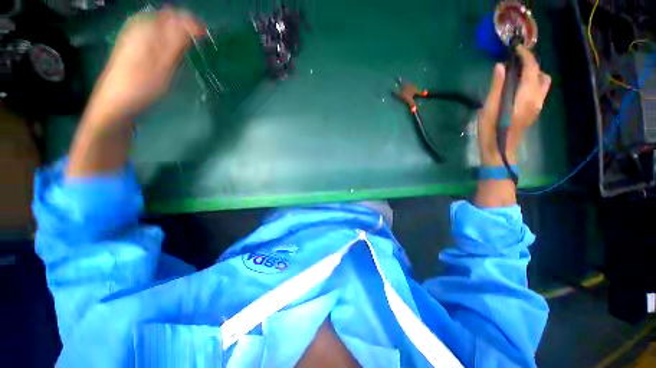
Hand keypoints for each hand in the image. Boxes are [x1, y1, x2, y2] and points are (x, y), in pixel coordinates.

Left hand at [86, 7, 204, 126]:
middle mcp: (139, 26)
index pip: (176, 15)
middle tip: (199, 44)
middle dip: (186, 28)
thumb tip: (195, 25)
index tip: (207, 36)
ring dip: (177, 35)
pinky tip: (172, 53)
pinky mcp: (133, 46)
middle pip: (168, 18)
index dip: (193, 23)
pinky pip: (155, 36)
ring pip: (162, 27)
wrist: (116, 102)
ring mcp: (134, 35)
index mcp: (146, 26)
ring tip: (189, 49)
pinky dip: (168, 41)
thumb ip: (178, 41)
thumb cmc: (142, 84)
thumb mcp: (164, 63)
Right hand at [478, 46, 551, 165]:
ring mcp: (538, 105)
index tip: (515, 49)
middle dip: (530, 62)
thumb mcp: (488, 109)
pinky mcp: (535, 110)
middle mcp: (536, 99)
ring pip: (544, 81)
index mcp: (525, 97)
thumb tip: (500, 66)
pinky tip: (520, 85)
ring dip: (534, 72)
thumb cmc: (490, 132)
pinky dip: (533, 81)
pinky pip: (540, 89)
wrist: (500, 151)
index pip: (532, 69)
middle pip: (540, 73)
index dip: (525, 56)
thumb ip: (496, 87)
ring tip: (518, 72)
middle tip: (515, 60)